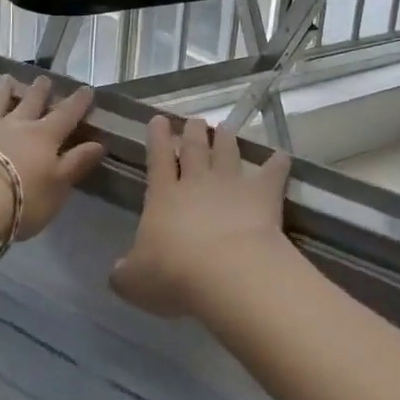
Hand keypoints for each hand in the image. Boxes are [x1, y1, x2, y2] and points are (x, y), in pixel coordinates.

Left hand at [0, 76, 105, 240]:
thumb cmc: (21, 199)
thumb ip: (76, 164)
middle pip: (29, 103)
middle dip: (39, 91)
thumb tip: (99, 143)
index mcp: (43, 137)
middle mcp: (12, 126)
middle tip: (44, 78)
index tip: (86, 89)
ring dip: (1, 92)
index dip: (77, 103)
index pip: (66, 115)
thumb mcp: (58, 186)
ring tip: (6, 79)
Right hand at [111, 116, 292, 318]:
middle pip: (195, 148)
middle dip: (194, 132)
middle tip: (195, 120)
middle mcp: (197, 182)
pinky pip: (272, 173)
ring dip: (226, 139)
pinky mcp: (263, 195)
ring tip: (226, 128)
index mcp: (163, 196)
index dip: (158, 138)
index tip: (158, 119)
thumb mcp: (134, 280)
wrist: (228, 272)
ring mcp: (232, 184)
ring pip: (228, 153)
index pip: (158, 158)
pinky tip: (282, 156)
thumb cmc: (174, 275)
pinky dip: (277, 163)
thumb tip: (117, 272)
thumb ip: (125, 272)